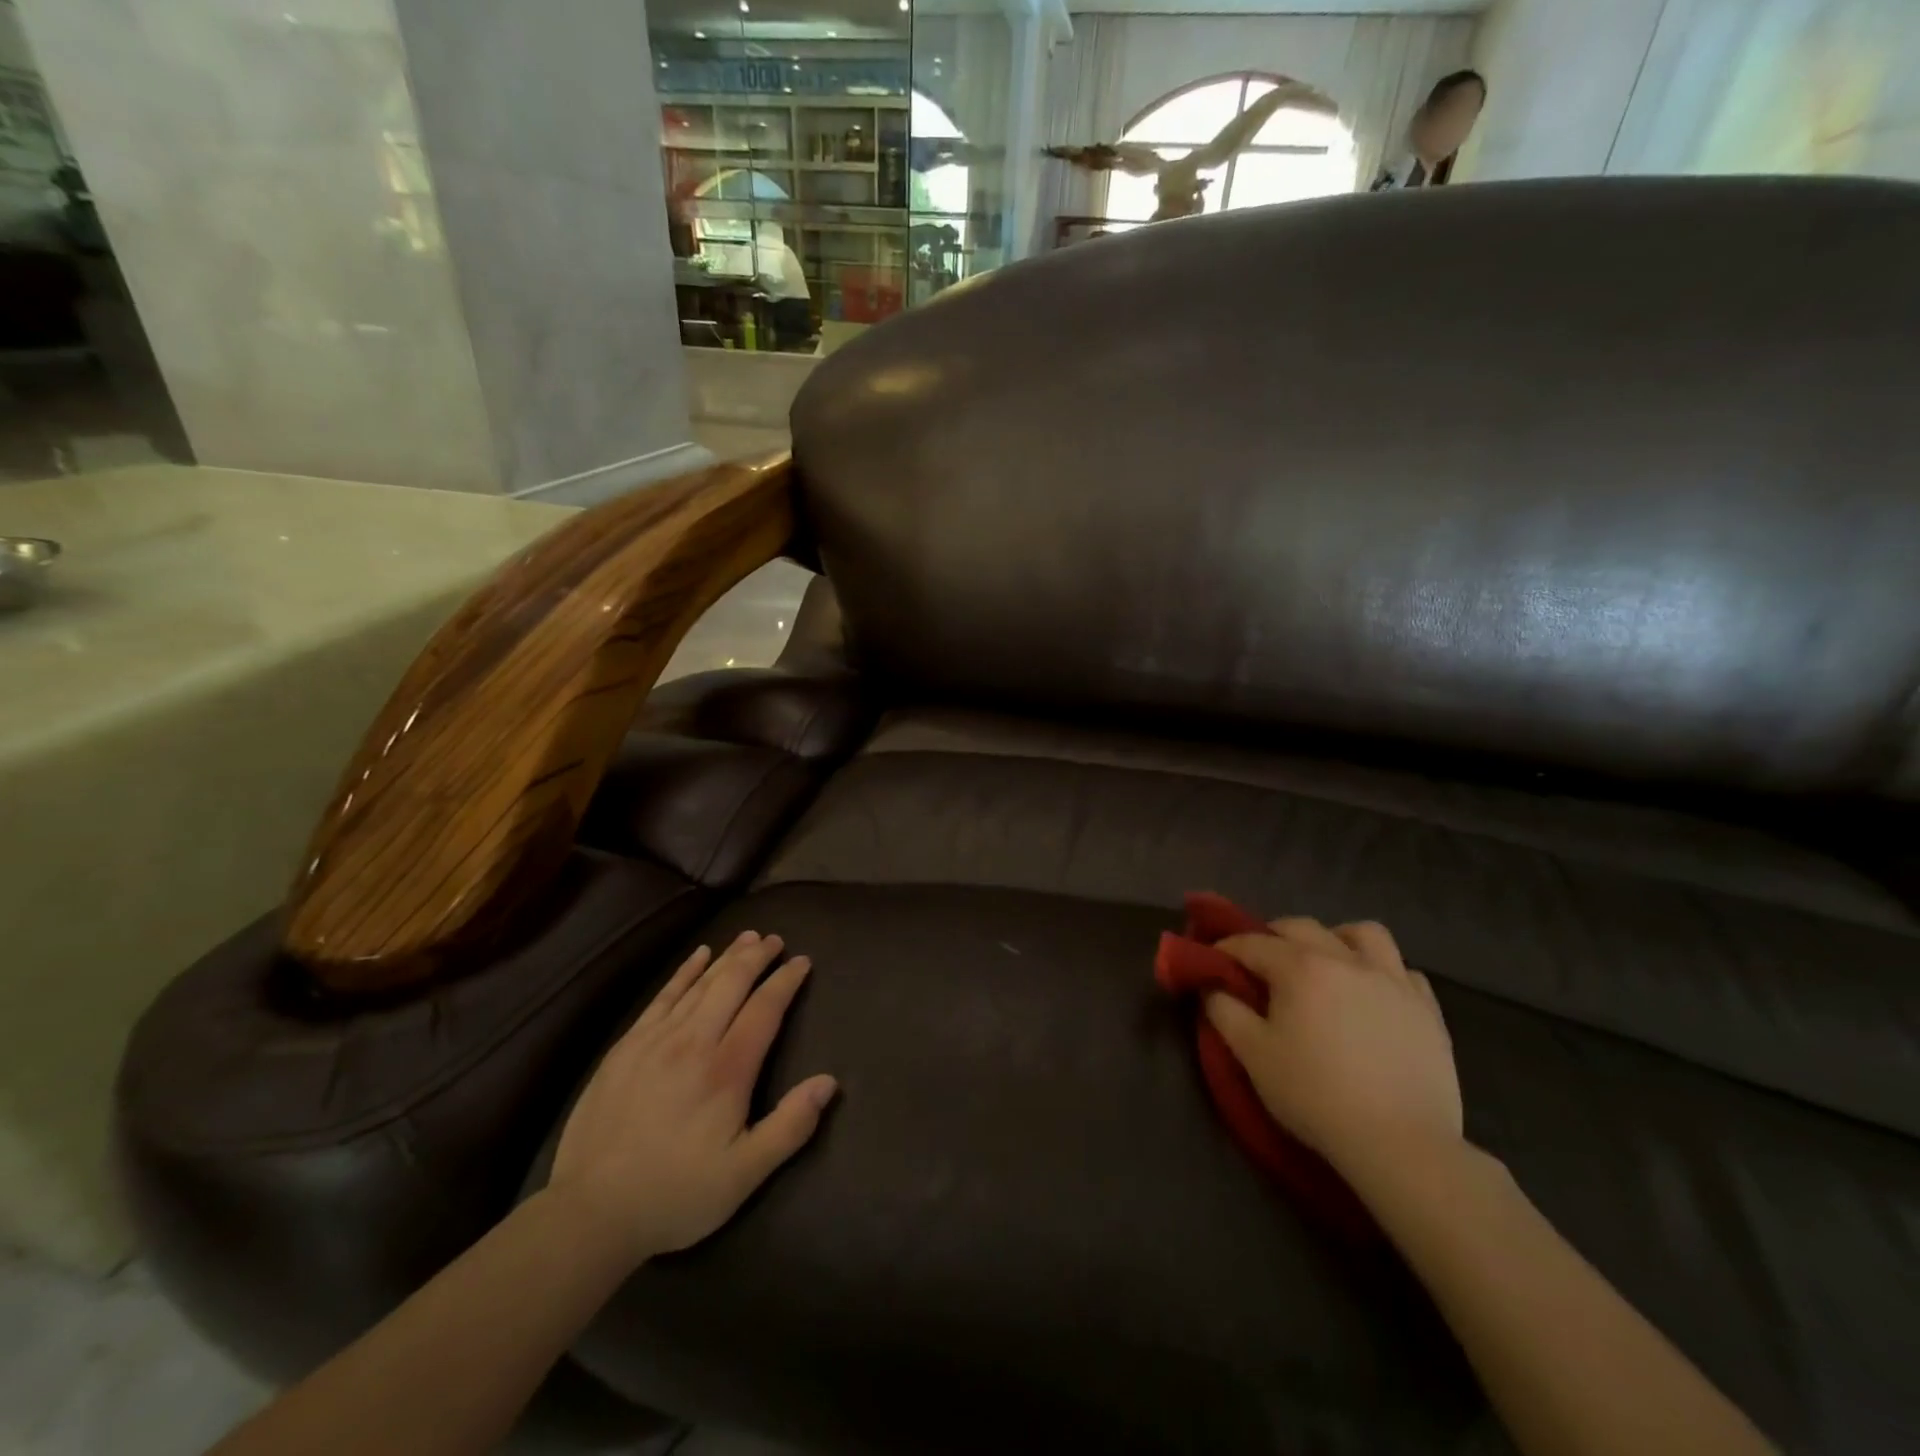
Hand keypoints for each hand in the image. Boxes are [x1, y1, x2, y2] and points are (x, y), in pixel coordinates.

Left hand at [546, 931, 836, 1265]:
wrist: (589, 1212)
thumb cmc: (675, 1195)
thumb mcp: (744, 1175)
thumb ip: (790, 1126)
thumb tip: (828, 1082)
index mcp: (727, 1070)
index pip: (764, 1009)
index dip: (786, 981)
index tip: (802, 961)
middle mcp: (693, 1042)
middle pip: (732, 984)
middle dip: (757, 957)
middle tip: (775, 940)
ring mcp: (655, 1040)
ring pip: (700, 984)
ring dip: (727, 957)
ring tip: (748, 937)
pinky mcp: (626, 1046)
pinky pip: (663, 996)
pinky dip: (684, 971)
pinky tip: (698, 956)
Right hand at [1205, 918, 1461, 1180]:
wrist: (1400, 1144)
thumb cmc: (1315, 1095)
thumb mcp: (1253, 1056)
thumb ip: (1225, 1012)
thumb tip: (1213, 986)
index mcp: (1300, 967)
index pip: (1253, 942)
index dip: (1227, 947)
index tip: (1213, 960)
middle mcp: (1346, 960)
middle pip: (1303, 927)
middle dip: (1274, 935)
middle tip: (1261, 962)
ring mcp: (1392, 981)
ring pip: (1364, 934)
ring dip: (1337, 939)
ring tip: (1327, 963)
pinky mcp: (1427, 1009)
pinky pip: (1403, 971)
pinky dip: (1382, 972)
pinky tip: (1372, 995)